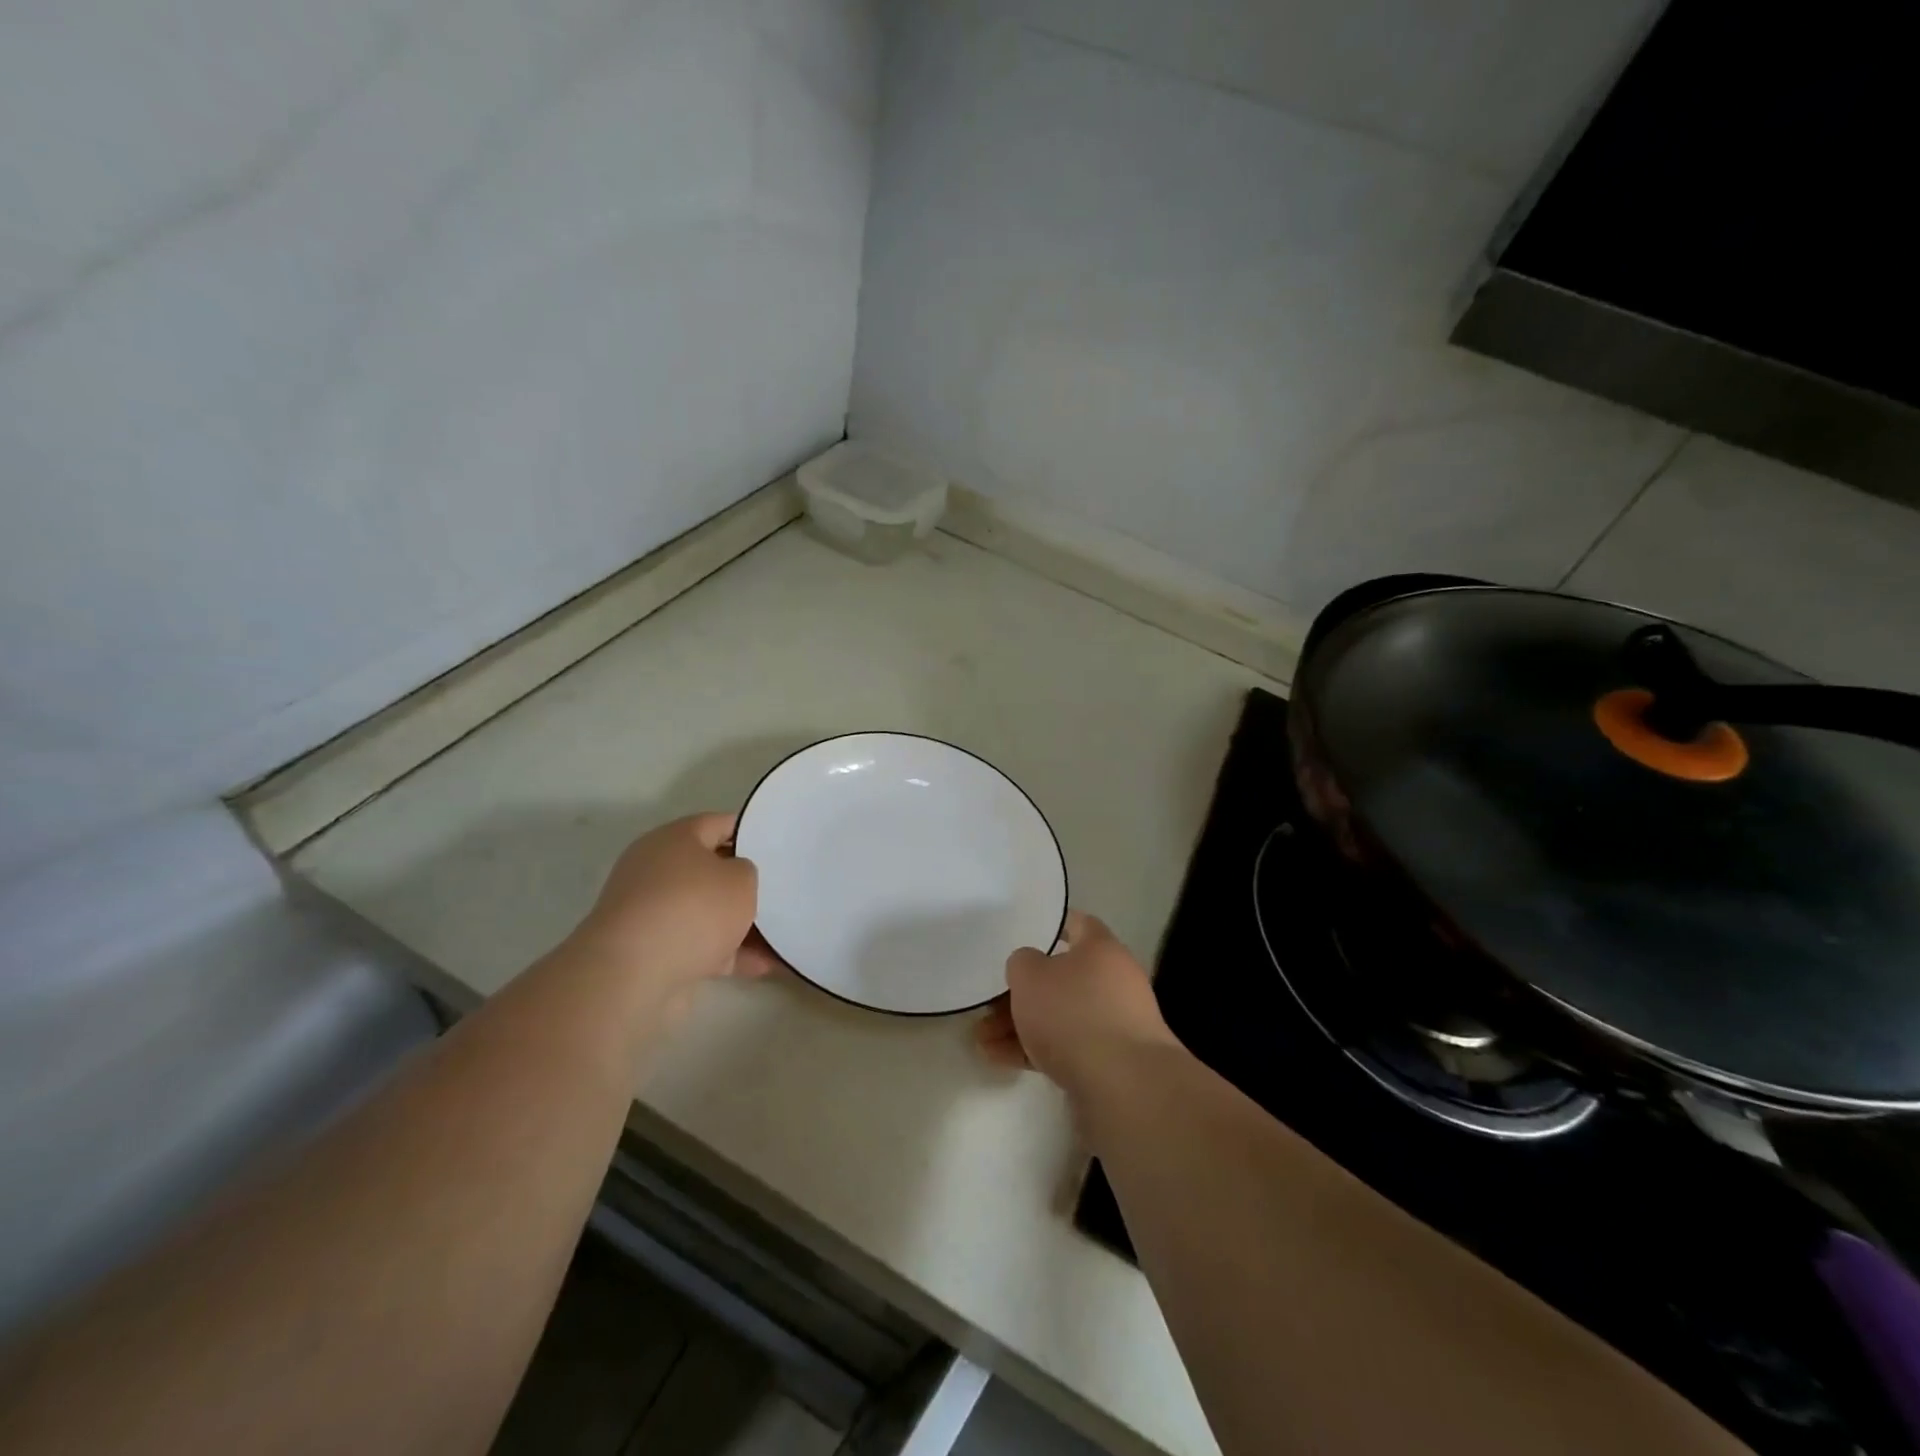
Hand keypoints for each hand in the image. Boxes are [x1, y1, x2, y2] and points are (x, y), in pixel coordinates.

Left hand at [559, 814, 777, 1022]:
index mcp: (675, 839)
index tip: (777, 845)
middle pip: (710, 870)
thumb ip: (747, 872)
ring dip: (740, 924)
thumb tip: (734, 879)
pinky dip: (728, 954)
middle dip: (744, 883)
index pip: (720, 824)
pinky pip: (700, 945)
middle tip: (780, 890)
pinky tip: (764, 966)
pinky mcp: (652, 950)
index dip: (751, 832)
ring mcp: (652, 912)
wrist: (634, 974)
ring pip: (706, 911)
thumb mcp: (741, 879)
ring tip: (780, 935)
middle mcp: (657, 869)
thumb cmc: (693, 909)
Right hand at [976, 911, 1177, 1094]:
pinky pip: (1065, 1048)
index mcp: (1102, 950)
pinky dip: (1034, 1050)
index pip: (1077, 924)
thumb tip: (1030, 968)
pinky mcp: (1110, 1063)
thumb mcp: (1030, 975)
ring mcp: (1114, 1025)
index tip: (1023, 932)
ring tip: (981, 1039)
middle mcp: (1114, 982)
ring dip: (1020, 1025)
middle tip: (988, 1002)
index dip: (1051, 926)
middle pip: (1061, 978)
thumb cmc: (1074, 1013)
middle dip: (1022, 991)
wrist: (1123, 1086)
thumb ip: (1022, 963)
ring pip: (1059, 1016)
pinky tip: (999, 1059)